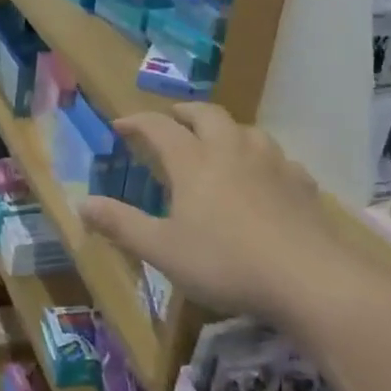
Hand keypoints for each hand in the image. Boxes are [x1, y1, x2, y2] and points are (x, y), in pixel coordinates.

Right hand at [78, 103, 348, 321]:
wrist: (309, 277)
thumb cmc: (225, 262)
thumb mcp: (162, 250)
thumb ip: (121, 224)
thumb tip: (82, 204)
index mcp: (193, 161)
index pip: (158, 128)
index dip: (137, 121)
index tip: (121, 124)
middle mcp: (231, 150)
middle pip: (207, 114)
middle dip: (185, 113)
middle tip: (173, 119)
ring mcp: (271, 163)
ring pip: (246, 130)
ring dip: (226, 129)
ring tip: (219, 142)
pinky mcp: (301, 184)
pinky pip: (279, 159)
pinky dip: (263, 159)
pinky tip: (266, 177)